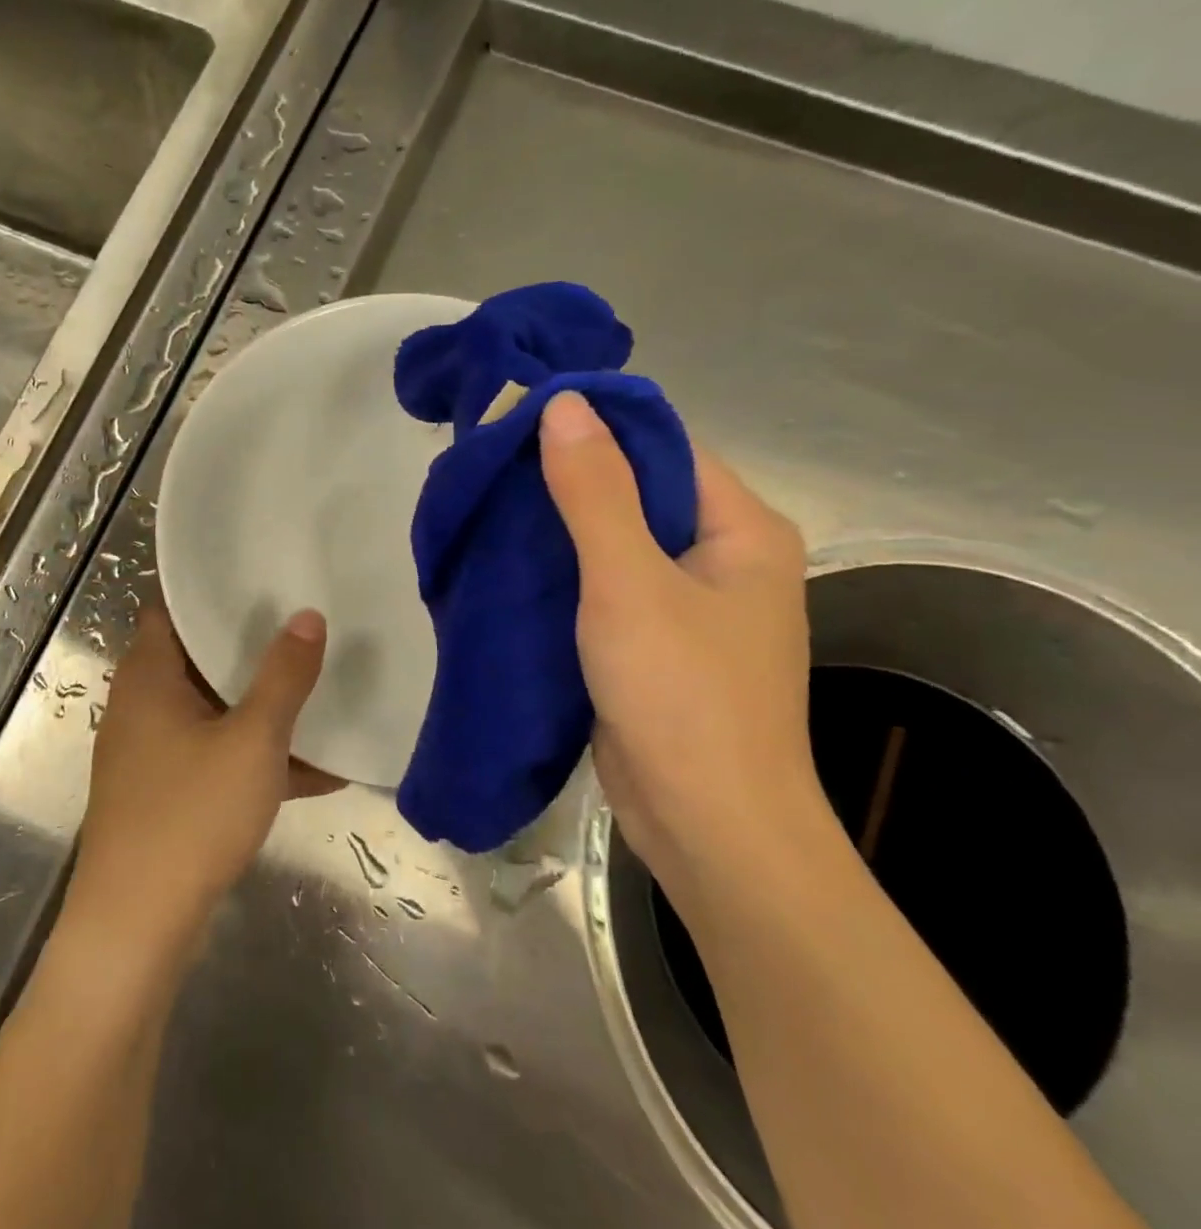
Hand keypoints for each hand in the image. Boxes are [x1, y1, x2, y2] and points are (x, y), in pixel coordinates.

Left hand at [67, 602, 333, 957]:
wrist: (136, 926)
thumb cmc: (191, 815)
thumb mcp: (252, 741)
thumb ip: (283, 677)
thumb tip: (308, 616)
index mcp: (148, 676)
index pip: (171, 607)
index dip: (211, 589)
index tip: (260, 576)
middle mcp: (141, 705)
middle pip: (197, 658)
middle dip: (250, 647)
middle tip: (302, 624)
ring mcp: (150, 752)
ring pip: (212, 711)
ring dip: (260, 708)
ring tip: (319, 691)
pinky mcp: (164, 793)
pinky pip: (215, 757)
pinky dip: (254, 758)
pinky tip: (318, 772)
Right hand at [539, 392, 829, 902]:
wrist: (706, 825)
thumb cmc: (681, 694)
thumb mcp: (630, 583)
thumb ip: (594, 493)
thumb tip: (562, 403)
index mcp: (740, 529)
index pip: (664, 447)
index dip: (595, 426)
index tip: (519, 419)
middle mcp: (721, 558)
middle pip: (637, 493)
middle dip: (566, 478)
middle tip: (490, 466)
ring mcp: (686, 605)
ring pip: (614, 544)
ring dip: (557, 528)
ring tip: (489, 506)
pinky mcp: (651, 644)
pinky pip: (602, 589)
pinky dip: (560, 574)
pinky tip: (508, 563)